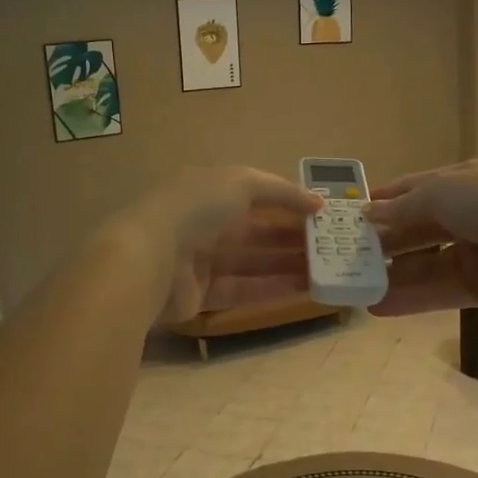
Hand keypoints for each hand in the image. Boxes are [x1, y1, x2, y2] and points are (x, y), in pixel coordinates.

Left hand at [114, 167, 324, 324]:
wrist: (147, 259)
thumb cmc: (195, 209)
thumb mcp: (241, 182)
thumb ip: (281, 191)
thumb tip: (317, 202)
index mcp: (209, 191)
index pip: (256, 195)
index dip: (288, 203)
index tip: (322, 215)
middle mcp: (204, 223)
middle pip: (255, 231)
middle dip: (291, 237)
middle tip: (329, 247)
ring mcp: (200, 262)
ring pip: (251, 262)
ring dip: (287, 265)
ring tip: (325, 270)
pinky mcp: (200, 296)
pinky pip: (242, 290)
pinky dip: (271, 289)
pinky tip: (304, 291)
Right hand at [365, 160, 477, 317]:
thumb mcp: (442, 193)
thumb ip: (404, 207)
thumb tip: (368, 214)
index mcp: (461, 182)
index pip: (414, 189)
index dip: (384, 201)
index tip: (351, 215)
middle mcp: (467, 214)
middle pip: (417, 229)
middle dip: (384, 241)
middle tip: (346, 255)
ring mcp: (475, 253)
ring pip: (424, 264)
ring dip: (392, 274)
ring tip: (355, 286)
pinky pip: (438, 292)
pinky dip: (410, 299)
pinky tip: (377, 307)